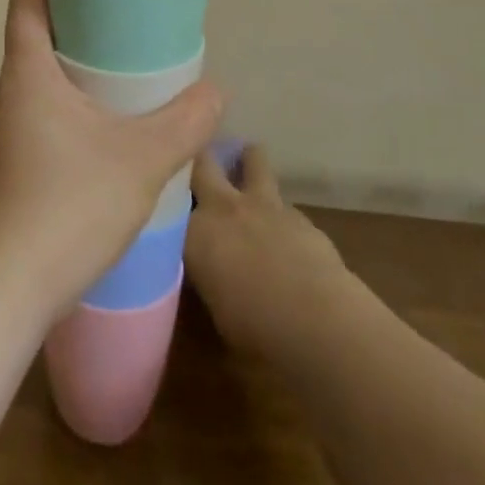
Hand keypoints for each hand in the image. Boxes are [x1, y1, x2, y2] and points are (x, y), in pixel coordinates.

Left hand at [0, 0, 223, 319]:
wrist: (8, 287)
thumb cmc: (70, 205)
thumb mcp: (142, 159)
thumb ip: (185, 122)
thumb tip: (216, 91)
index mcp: (25, 76)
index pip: (24, 3)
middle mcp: (4, 97)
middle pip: (31, 41)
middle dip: (70, 24)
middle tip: (116, 19)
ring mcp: (0, 136)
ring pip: (34, 84)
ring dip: (69, 71)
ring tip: (117, 76)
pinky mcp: (6, 169)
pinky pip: (36, 119)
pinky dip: (65, 108)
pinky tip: (100, 135)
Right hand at [185, 143, 359, 359]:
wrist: (318, 320)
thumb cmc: (254, 326)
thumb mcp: (213, 304)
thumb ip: (206, 273)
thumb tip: (209, 269)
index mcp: (195, 230)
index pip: (173, 199)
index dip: (171, 193)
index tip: (166, 192)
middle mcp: (225, 206)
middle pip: (205, 162)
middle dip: (201, 158)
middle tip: (198, 163)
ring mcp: (265, 205)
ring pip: (253, 160)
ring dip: (248, 162)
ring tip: (245, 167)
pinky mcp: (300, 215)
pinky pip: (282, 202)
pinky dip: (278, 211)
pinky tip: (282, 232)